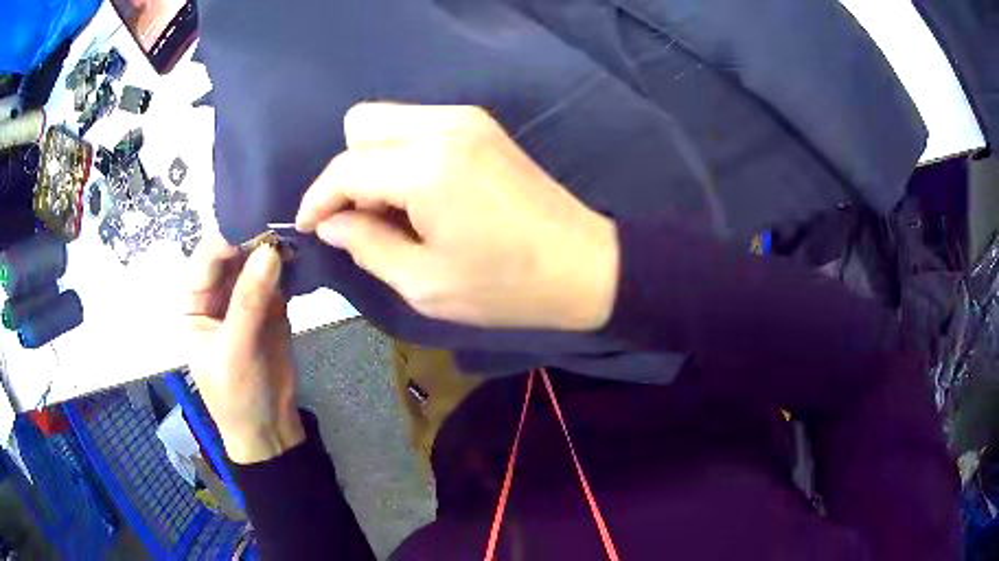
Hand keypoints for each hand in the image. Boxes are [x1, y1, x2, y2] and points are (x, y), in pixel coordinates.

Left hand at [185, 237, 303, 463]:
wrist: (269, 428)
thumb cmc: (236, 394)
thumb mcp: (235, 349)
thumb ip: (249, 300)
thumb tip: (270, 250)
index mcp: (195, 303)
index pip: (205, 261)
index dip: (226, 240)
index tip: (255, 223)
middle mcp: (218, 295)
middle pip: (232, 257)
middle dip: (253, 240)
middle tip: (282, 222)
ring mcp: (245, 299)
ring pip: (256, 264)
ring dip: (274, 250)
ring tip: (296, 232)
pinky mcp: (271, 307)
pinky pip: (278, 278)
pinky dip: (289, 266)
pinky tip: (303, 252)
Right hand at [296, 103, 619, 330]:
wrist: (585, 265)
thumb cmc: (506, 286)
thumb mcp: (424, 283)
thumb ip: (366, 246)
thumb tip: (331, 223)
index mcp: (425, 167)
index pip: (345, 168)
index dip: (318, 198)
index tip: (310, 227)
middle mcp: (442, 127)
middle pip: (360, 124)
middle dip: (347, 171)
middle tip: (360, 217)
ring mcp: (466, 119)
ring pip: (388, 119)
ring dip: (373, 159)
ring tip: (391, 209)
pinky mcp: (482, 125)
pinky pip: (417, 124)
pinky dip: (401, 152)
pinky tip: (418, 192)